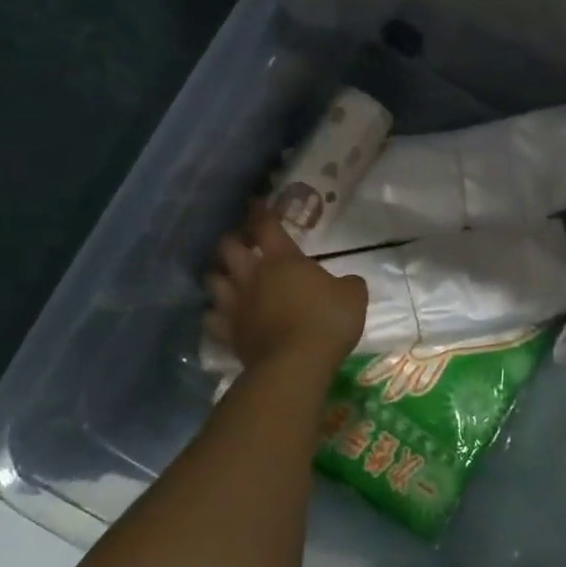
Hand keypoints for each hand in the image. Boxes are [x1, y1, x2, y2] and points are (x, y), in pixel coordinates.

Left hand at [205, 205, 366, 371]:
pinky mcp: (228, 333)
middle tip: (240, 243)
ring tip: (225, 277)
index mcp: (283, 260)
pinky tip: (220, 315)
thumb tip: (348, 282)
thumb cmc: (327, 322)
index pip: (266, 225)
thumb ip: (349, 284)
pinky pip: (212, 318)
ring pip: (212, 280)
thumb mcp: (354, 297)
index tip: (256, 202)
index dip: (261, 211)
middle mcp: (252, 276)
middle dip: (232, 241)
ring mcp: (236, 305)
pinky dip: (214, 314)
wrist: (296, 364)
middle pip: (228, 247)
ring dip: (218, 275)